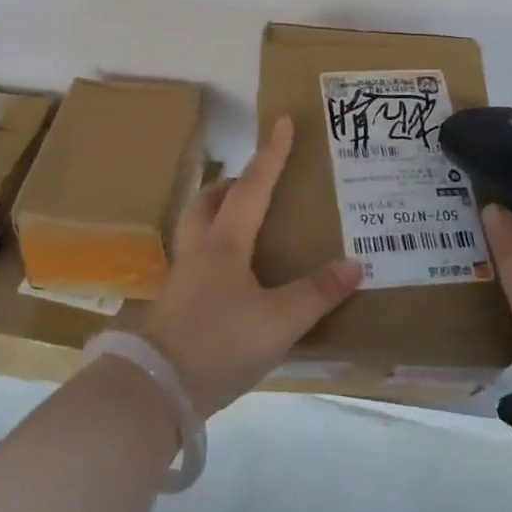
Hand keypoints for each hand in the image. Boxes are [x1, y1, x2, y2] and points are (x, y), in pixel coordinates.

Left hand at [143, 117, 363, 417]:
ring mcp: (182, 276)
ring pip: (196, 227)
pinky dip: (214, 248)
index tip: (282, 122)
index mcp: (225, 243)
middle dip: (232, 183)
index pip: (252, 187)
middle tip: (257, 182)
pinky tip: (231, 274)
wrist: (157, 389)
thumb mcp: (278, 322)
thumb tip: (354, 264)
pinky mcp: (175, 302)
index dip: (271, 155)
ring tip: (244, 223)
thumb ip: (316, 293)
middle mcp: (199, 250)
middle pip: (208, 201)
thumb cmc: (219, 344)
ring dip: (217, 212)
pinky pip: (196, 257)